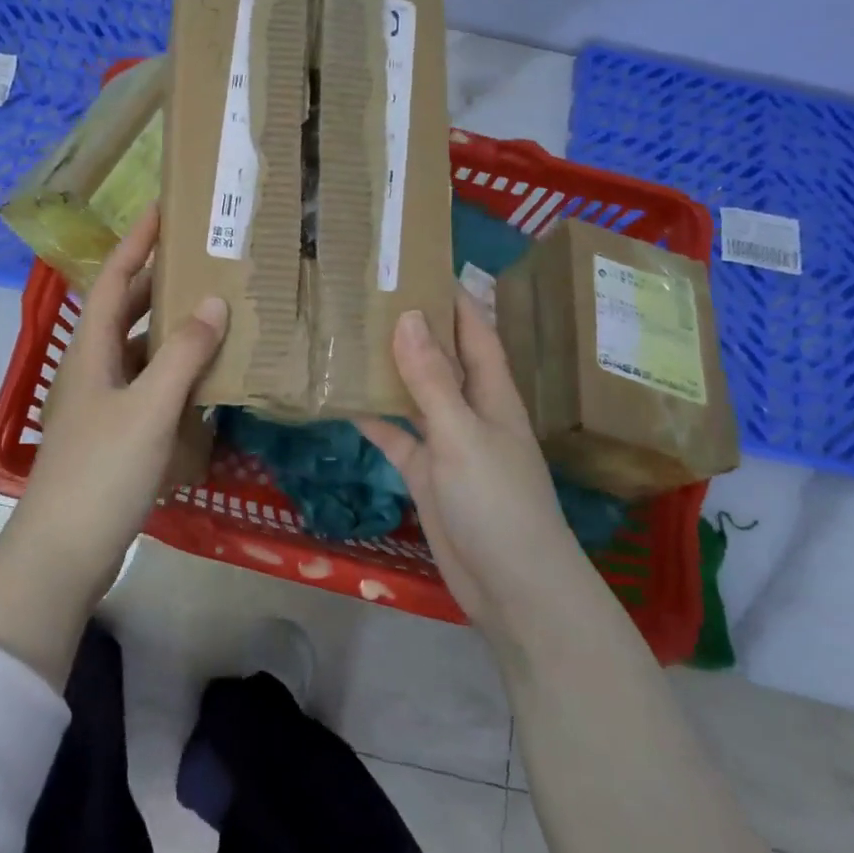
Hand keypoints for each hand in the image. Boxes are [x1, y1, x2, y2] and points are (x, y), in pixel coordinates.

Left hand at [13, 204, 227, 588]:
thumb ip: (183, 354)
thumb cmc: (102, 471)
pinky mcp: (117, 434)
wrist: (64, 552)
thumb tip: (214, 302)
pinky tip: (208, 378)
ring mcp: (104, 403)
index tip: (163, 209)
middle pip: (129, 311)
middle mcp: (95, 368)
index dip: (137, 242)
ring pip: (143, 351)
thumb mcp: (148, 408)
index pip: (116, 280)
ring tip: (218, 311)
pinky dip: (177, 374)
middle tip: (205, 260)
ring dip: (174, 330)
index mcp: (93, 351)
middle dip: (162, 282)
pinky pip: (151, 387)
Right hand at [358, 294, 582, 654]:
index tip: (419, 264)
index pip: (475, 331)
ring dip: (387, 369)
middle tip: (368, 293)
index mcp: (492, 393)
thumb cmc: (498, 502)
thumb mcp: (462, 434)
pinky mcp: (425, 473)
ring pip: (413, 394)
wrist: (512, 588)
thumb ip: (432, 379)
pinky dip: (373, 418)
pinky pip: (395, 436)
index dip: (453, 297)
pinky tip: (341, 398)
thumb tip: (407, 316)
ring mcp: (446, 442)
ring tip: (346, 334)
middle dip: (412, 326)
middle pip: (440, 358)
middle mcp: (470, 410)